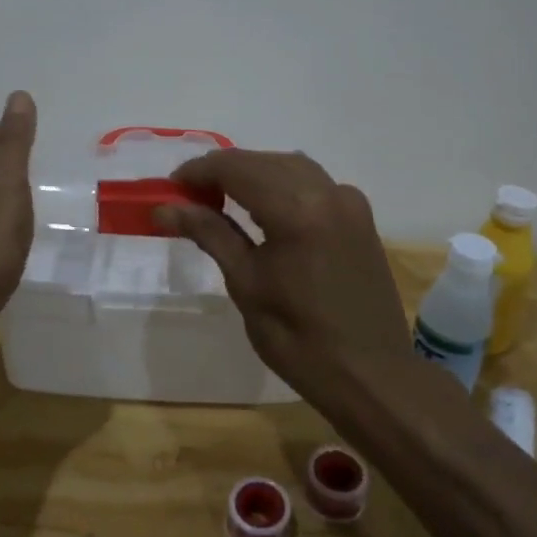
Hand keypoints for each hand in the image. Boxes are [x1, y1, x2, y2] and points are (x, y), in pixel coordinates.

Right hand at [154, 149, 412, 404]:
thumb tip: (165, 208)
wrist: (371, 375)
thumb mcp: (246, 284)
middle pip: (263, 162)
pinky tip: (264, 208)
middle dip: (223, 171)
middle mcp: (327, 192)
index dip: (199, 171)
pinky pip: (314, 183)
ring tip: (219, 198)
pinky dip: (282, 185)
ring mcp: (349, 201)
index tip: (171, 187)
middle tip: (189, 196)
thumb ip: (210, 234)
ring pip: (290, 167)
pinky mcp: (360, 216)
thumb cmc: (299, 339)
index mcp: (297, 210)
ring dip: (253, 174)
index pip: (237, 168)